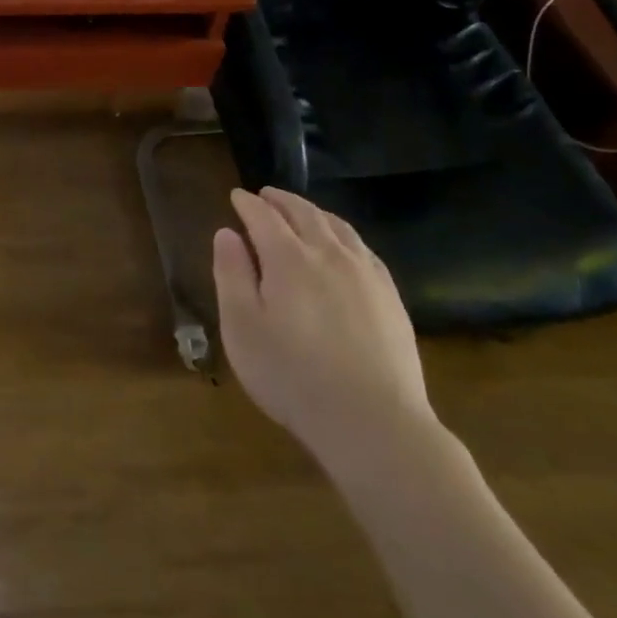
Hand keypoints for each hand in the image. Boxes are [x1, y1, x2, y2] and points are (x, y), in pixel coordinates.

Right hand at [213, 188, 435, 477]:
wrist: (374, 422)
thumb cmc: (293, 376)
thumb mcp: (242, 328)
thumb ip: (231, 274)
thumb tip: (226, 233)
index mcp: (288, 257)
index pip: (263, 216)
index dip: (247, 203)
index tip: (236, 196)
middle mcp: (328, 253)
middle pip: (303, 213)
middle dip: (280, 200)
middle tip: (265, 195)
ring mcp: (365, 273)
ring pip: (336, 226)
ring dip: (313, 211)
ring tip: (301, 210)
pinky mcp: (389, 296)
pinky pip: (363, 248)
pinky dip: (344, 233)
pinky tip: (342, 244)